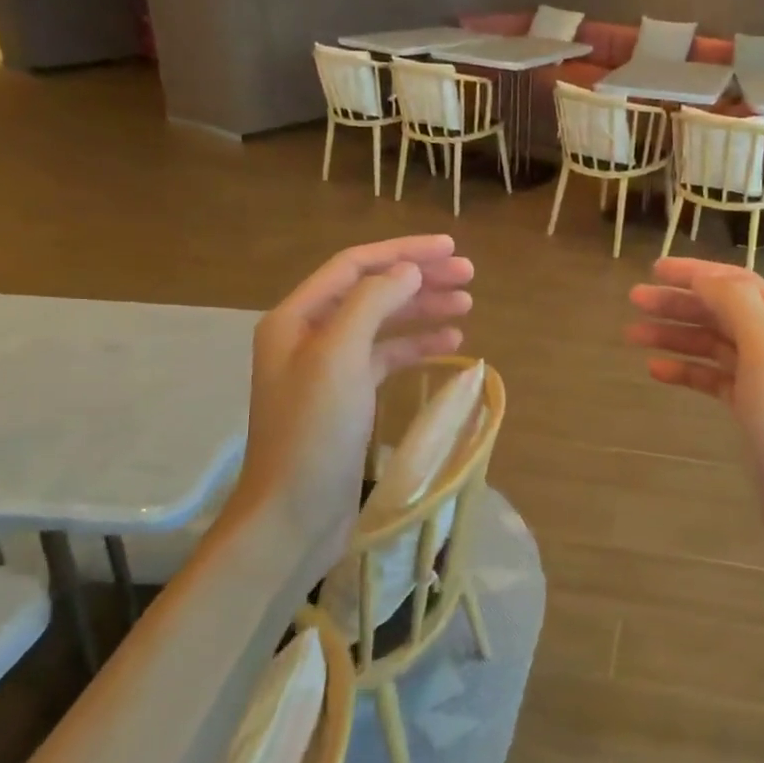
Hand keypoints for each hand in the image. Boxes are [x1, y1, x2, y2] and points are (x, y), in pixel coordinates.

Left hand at [235, 236, 473, 568]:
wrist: (294, 515)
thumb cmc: (313, 432)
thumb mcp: (339, 357)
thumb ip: (373, 303)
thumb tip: (408, 270)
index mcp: (297, 317)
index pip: (356, 266)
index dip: (404, 252)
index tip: (450, 248)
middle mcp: (310, 335)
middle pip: (372, 290)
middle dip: (419, 279)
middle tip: (469, 275)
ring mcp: (330, 368)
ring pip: (383, 323)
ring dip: (423, 310)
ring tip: (468, 305)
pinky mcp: (349, 398)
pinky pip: (387, 358)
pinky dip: (417, 347)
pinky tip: (451, 345)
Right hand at [627, 258, 763, 575]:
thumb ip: (738, 306)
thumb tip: (705, 278)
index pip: (738, 283)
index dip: (696, 272)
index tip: (654, 269)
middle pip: (723, 311)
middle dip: (679, 303)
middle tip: (634, 301)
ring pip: (714, 345)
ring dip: (675, 335)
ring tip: (633, 335)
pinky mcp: (752, 411)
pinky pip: (713, 379)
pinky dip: (685, 371)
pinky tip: (656, 371)